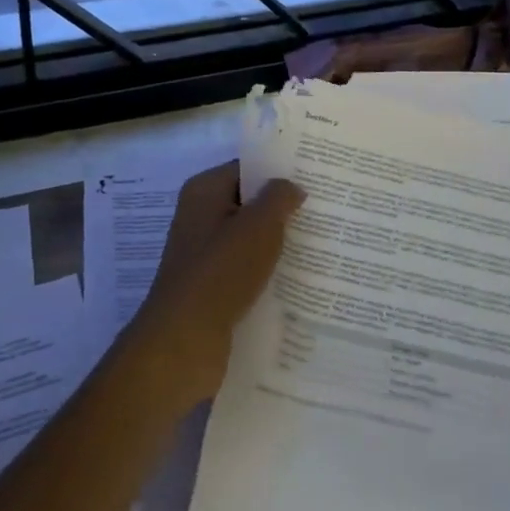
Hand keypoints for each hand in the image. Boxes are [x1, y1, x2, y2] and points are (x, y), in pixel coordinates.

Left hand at [131, 162, 303, 406]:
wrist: (184, 342)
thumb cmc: (221, 272)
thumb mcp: (259, 226)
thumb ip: (279, 198)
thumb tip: (291, 187)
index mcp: (204, 191)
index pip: (246, 168)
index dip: (278, 172)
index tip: (314, 179)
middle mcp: (199, 217)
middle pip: (248, 204)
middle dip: (282, 210)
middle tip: (325, 212)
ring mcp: (203, 255)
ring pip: (249, 240)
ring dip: (277, 244)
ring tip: (320, 246)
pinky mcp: (210, 288)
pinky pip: (245, 270)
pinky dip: (267, 273)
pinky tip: (299, 281)